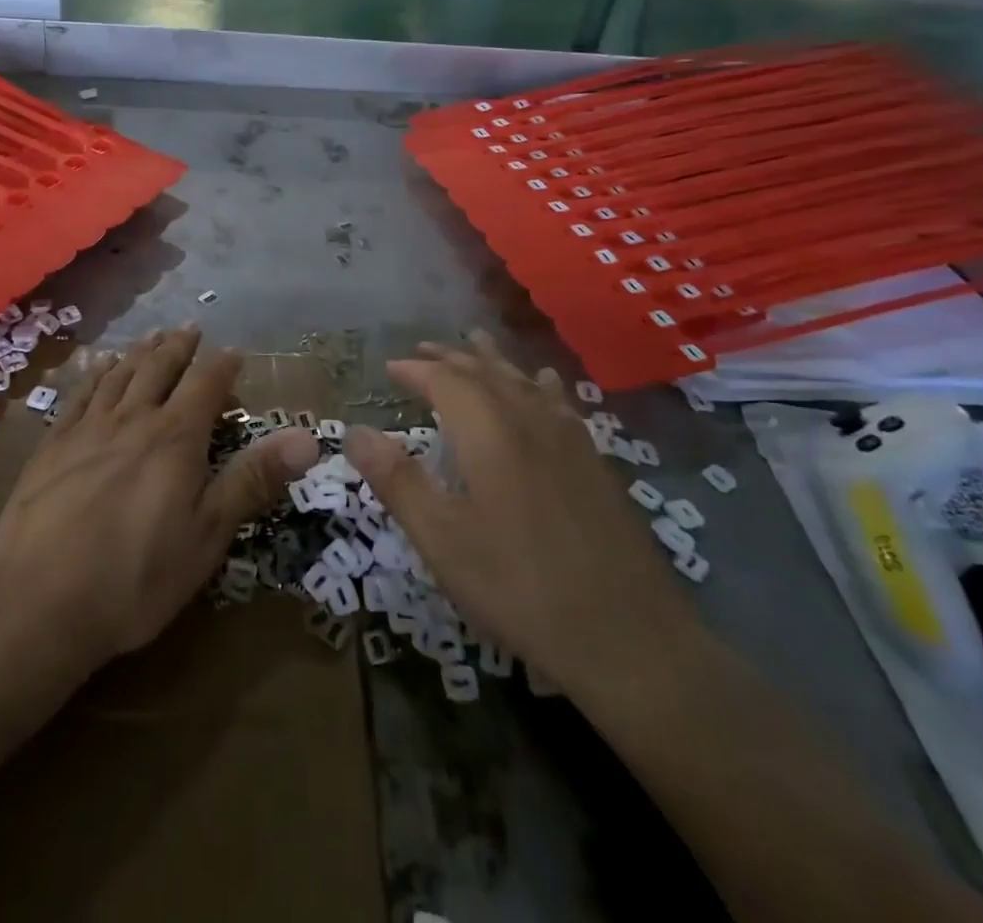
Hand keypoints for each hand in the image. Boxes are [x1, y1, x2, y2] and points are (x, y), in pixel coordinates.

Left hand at [0, 327, 318, 677]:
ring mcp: (86, 430)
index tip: (235, 352)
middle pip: (159, 369)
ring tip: (151, 337)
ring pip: (119, 375)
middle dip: (178, 347)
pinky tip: (97, 367)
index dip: (223, 365)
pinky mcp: (51, 446)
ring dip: (139, 352)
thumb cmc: (135, 577)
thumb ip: (254, 480)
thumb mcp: (208, 535)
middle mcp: (132, 419)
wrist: (35, 603)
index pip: (206, 384)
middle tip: (190, 328)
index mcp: (175, 437)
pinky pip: (80, 395)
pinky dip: (95, 374)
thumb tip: (308, 438)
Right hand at [345, 333, 702, 697]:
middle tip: (425, 347)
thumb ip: (396, 480)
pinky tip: (545, 385)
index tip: (390, 367)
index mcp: (488, 433)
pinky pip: (559, 403)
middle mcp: (529, 421)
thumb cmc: (519, 586)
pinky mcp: (597, 463)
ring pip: (525, 382)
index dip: (416, 370)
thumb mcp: (442, 539)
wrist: (629, 637)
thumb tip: (353, 431)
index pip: (445, 381)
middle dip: (452, 357)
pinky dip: (539, 385)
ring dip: (494, 362)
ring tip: (477, 344)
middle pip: (487, 372)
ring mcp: (570, 440)